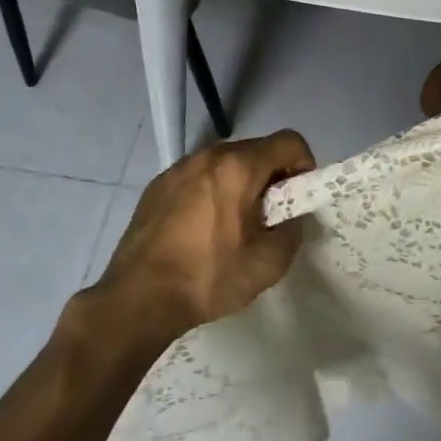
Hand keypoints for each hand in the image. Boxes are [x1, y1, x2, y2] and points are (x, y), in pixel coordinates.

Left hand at [87, 131, 315, 347]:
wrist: (137, 300)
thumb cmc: (207, 278)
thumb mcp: (268, 264)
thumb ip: (293, 231)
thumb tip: (292, 218)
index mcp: (238, 166)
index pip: (289, 141)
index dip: (304, 165)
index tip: (297, 197)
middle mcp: (209, 155)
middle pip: (257, 150)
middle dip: (271, 176)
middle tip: (268, 216)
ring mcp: (179, 167)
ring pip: (225, 162)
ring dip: (240, 183)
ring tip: (233, 224)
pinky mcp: (157, 184)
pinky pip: (198, 176)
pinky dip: (210, 191)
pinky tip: (200, 229)